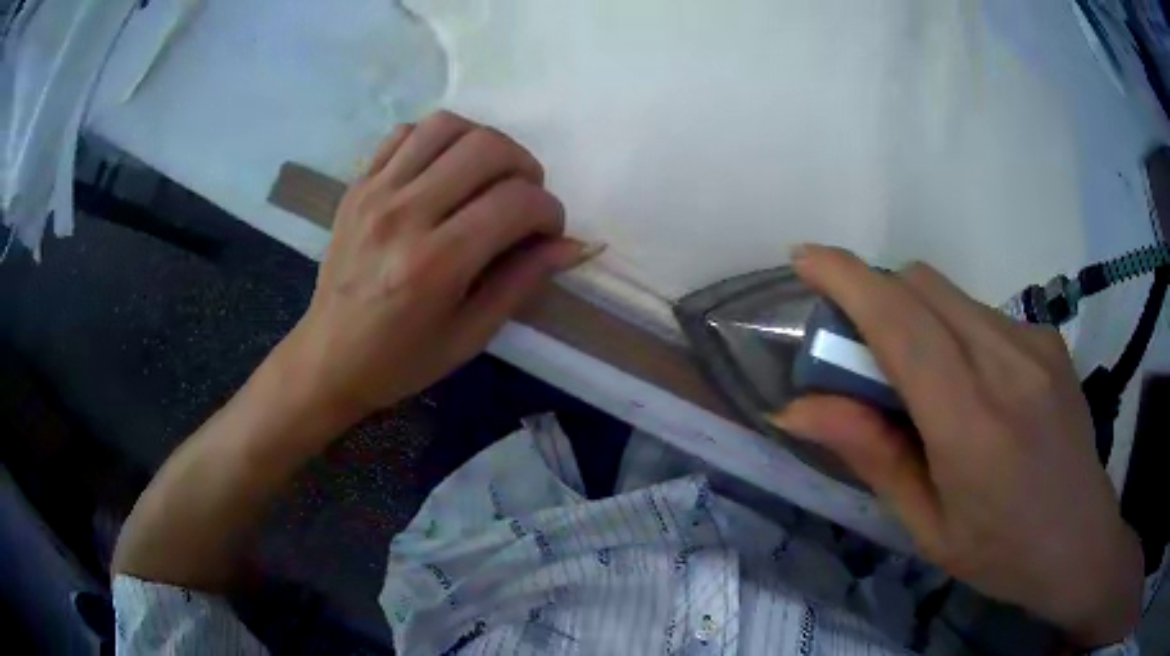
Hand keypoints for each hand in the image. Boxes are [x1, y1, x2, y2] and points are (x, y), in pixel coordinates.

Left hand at [279, 111, 594, 424]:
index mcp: (435, 263)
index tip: (547, 232)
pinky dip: (436, 139)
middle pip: (488, 148)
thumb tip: (576, 244)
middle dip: (526, 168)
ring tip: (488, 176)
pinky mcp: (357, 185)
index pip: (516, 202)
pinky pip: (405, 132)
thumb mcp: (471, 335)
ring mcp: (375, 193)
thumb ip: (523, 281)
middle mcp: (404, 215)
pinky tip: (443, 170)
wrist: (328, 358)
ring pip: (447, 125)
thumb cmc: (401, 360)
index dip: (549, 211)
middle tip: (523, 200)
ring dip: (484, 142)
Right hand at [771, 245, 1142, 648]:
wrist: (1080, 541)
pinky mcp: (1048, 339)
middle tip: (861, 357)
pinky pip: (981, 313)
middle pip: (921, 286)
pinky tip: (973, 387)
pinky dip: (953, 331)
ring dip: (915, 318)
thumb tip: (796, 408)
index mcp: (972, 425)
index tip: (805, 260)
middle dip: (876, 298)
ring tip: (923, 384)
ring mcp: (1035, 343)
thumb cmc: (1000, 554)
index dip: (847, 279)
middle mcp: (1007, 363)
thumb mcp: (926, 525)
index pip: (901, 323)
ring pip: (950, 295)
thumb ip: (870, 454)